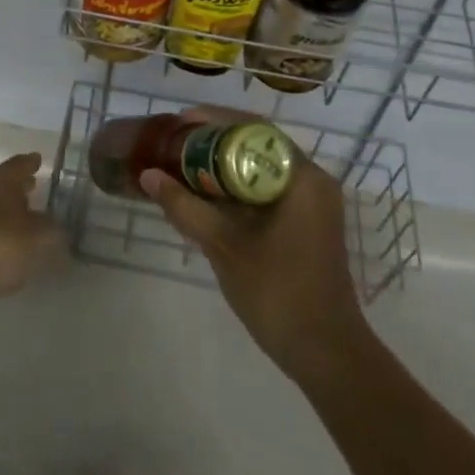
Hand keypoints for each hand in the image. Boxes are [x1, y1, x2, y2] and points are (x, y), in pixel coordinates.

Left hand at [0, 153, 63, 317]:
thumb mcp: (35, 240)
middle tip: (34, 187)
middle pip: (1, 184)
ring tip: (21, 222)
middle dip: (17, 187)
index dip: (31, 163)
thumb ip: (51, 230)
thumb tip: (57, 225)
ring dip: (3, 212)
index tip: (39, 160)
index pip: (20, 164)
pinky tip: (0, 250)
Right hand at [142, 144, 369, 385]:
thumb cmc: (278, 293)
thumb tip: (148, 175)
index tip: (180, 122)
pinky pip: (267, 189)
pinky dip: (238, 187)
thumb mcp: (225, 246)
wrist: (326, 353)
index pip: (255, 130)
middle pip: (258, 144)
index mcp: (302, 177)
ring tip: (184, 164)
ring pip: (261, 167)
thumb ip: (185, 207)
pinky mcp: (307, 222)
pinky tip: (207, 195)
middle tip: (176, 143)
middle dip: (215, 141)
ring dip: (225, 164)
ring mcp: (312, 203)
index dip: (214, 121)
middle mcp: (312, 180)